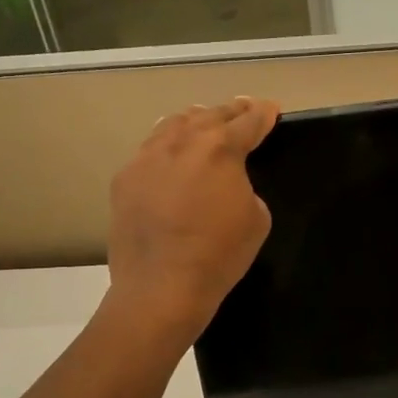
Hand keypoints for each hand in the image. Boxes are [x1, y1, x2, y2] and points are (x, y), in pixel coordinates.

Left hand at [106, 97, 280, 332]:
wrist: (161, 287)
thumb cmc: (219, 255)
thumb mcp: (257, 219)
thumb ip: (246, 187)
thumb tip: (228, 184)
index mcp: (221, 149)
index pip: (249, 120)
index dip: (264, 113)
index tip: (271, 110)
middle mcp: (182, 142)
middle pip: (211, 114)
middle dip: (232, 111)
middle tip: (244, 109)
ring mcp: (148, 157)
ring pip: (174, 123)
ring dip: (195, 120)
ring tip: (204, 121)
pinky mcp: (125, 178)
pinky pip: (150, 149)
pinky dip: (167, 145)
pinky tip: (170, 155)